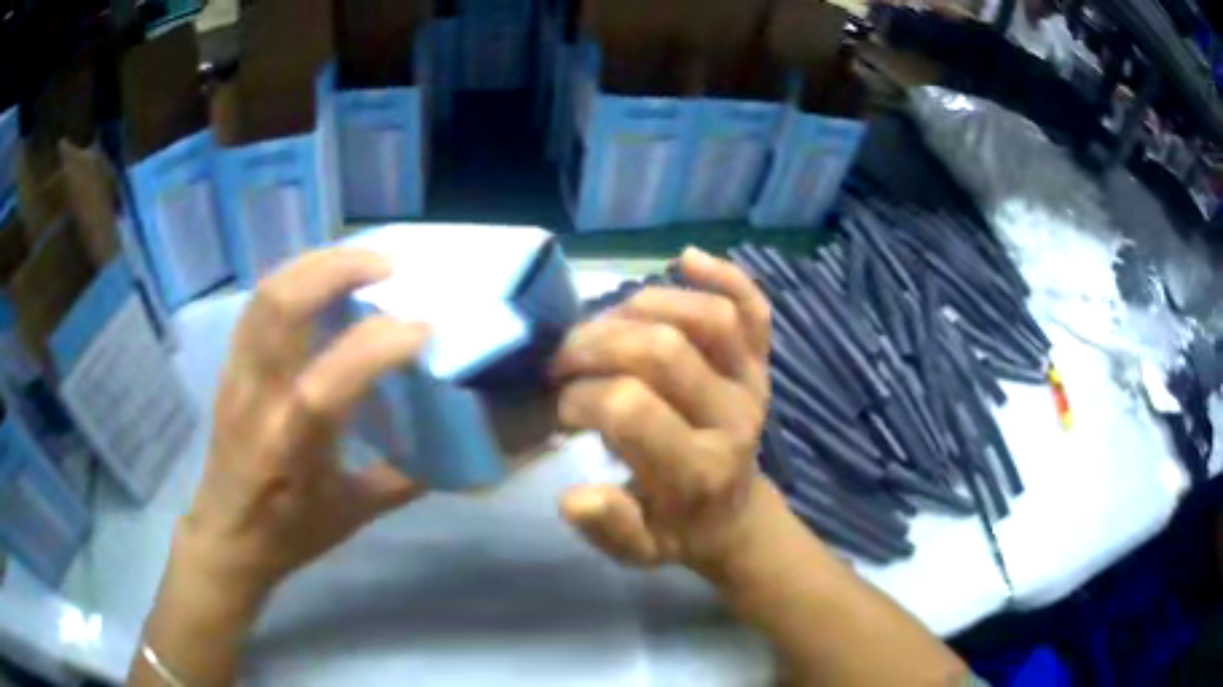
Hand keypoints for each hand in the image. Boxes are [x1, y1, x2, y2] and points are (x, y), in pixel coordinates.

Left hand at [181, 248, 429, 610]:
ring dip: (316, 263)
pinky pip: (258, 304)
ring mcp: (238, 376)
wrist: (227, 537)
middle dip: (339, 269)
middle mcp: (259, 400)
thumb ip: (403, 477)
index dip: (382, 344)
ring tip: (357, 259)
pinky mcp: (230, 367)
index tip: (424, 328)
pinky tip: (320, 280)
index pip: (332, 379)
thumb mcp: (354, 514)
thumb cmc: (291, 532)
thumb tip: (449, 448)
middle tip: (387, 265)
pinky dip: (294, 278)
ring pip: (267, 294)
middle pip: (284, 307)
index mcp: (294, 446)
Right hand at [552, 247, 781, 577]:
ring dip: (641, 306)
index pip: (630, 407)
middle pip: (663, 350)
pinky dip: (723, 275)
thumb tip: (574, 496)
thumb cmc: (677, 529)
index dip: (581, 397)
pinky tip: (685, 260)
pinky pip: (753, 306)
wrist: (733, 514)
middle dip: (595, 345)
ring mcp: (752, 381)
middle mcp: (733, 417)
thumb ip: (608, 528)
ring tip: (604, 327)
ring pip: (707, 317)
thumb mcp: (637, 550)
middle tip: (563, 361)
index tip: (562, 409)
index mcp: (699, 470)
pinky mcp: (761, 360)